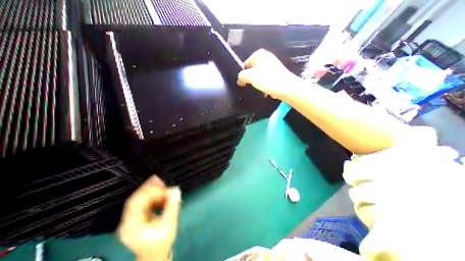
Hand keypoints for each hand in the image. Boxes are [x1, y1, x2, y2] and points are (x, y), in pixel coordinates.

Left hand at [119, 176, 181, 260]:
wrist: (155, 254)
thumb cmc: (161, 243)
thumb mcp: (169, 225)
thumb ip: (172, 207)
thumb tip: (176, 190)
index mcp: (132, 225)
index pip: (137, 201)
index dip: (150, 191)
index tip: (165, 187)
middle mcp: (128, 220)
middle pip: (137, 198)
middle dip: (150, 187)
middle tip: (163, 180)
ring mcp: (132, 218)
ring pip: (141, 198)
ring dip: (153, 191)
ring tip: (165, 186)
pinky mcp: (138, 216)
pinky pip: (145, 201)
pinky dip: (154, 196)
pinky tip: (163, 194)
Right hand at [238, 49, 299, 99]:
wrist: (286, 88)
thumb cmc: (267, 79)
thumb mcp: (250, 76)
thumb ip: (241, 76)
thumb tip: (240, 80)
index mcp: (259, 54)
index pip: (245, 64)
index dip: (243, 74)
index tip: (243, 83)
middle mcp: (266, 58)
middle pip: (252, 71)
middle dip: (251, 80)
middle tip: (251, 86)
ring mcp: (273, 67)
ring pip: (259, 77)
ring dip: (258, 84)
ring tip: (260, 90)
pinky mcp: (277, 75)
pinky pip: (266, 81)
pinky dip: (265, 86)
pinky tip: (266, 91)